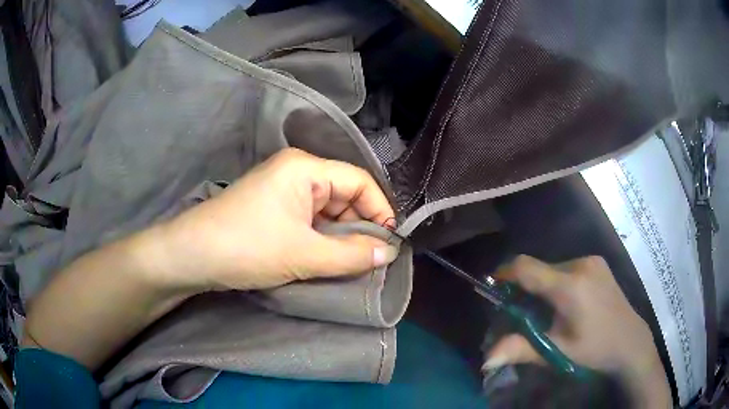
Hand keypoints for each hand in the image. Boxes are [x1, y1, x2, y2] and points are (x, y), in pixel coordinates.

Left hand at [145, 148, 398, 292]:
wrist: (192, 256)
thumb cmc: (248, 247)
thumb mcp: (304, 254)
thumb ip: (351, 255)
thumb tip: (389, 253)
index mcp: (305, 168)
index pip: (358, 181)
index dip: (380, 209)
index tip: (391, 242)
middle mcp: (296, 172)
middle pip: (343, 194)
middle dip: (360, 225)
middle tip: (373, 258)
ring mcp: (282, 190)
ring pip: (326, 209)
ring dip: (341, 235)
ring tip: (353, 262)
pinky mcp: (272, 208)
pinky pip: (309, 219)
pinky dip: (322, 237)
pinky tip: (329, 257)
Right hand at [484, 255, 670, 407]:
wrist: (630, 341)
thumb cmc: (594, 350)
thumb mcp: (557, 353)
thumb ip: (521, 350)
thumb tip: (486, 359)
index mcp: (570, 286)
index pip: (526, 267)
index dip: (505, 273)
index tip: (494, 287)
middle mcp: (580, 264)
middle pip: (539, 268)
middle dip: (525, 287)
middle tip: (524, 314)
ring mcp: (591, 260)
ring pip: (553, 267)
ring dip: (542, 286)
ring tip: (548, 312)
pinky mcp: (598, 262)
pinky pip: (567, 267)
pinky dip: (557, 282)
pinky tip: (567, 303)